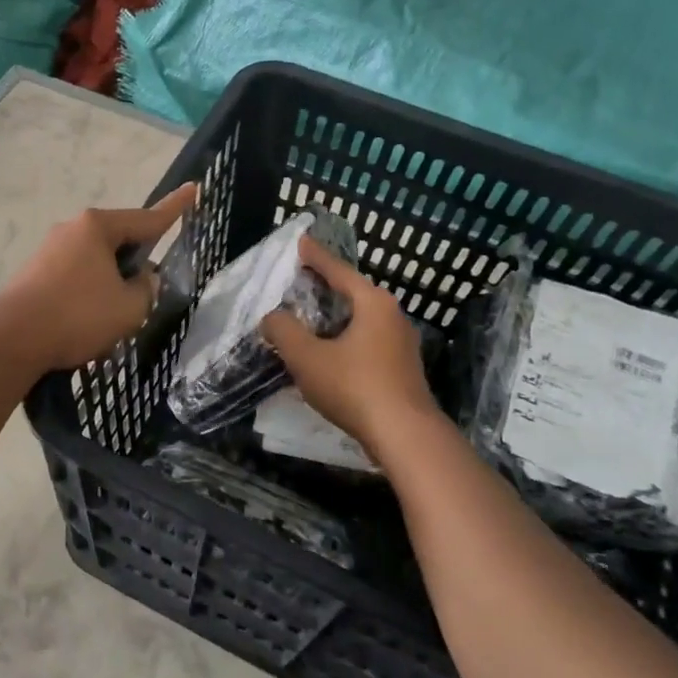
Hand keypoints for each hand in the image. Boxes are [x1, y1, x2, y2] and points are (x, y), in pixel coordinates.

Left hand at [0, 184, 197, 372]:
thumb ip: (146, 290)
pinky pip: (75, 278)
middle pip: (118, 241)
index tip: (193, 189)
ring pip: (96, 263)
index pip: (148, 218)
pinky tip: (88, 324)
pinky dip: (89, 294)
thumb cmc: (78, 315)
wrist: (11, 339)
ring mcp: (49, 250)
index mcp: (98, 227)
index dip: (175, 208)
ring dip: (111, 283)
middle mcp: (72, 229)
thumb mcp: (129, 308)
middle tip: (149, 289)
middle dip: (136, 262)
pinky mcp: (34, 274)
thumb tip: (142, 280)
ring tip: (116, 318)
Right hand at [260, 235, 440, 454]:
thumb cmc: (354, 387)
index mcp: (373, 303)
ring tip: (312, 318)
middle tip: (302, 279)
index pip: (339, 270)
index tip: (301, 242)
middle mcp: (392, 316)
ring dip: (336, 317)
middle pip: (353, 292)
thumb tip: (272, 318)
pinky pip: (368, 341)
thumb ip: (284, 331)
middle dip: (327, 286)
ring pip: (362, 320)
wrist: (405, 435)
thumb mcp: (307, 357)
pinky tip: (331, 353)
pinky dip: (346, 339)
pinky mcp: (403, 369)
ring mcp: (402, 343)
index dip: (316, 257)